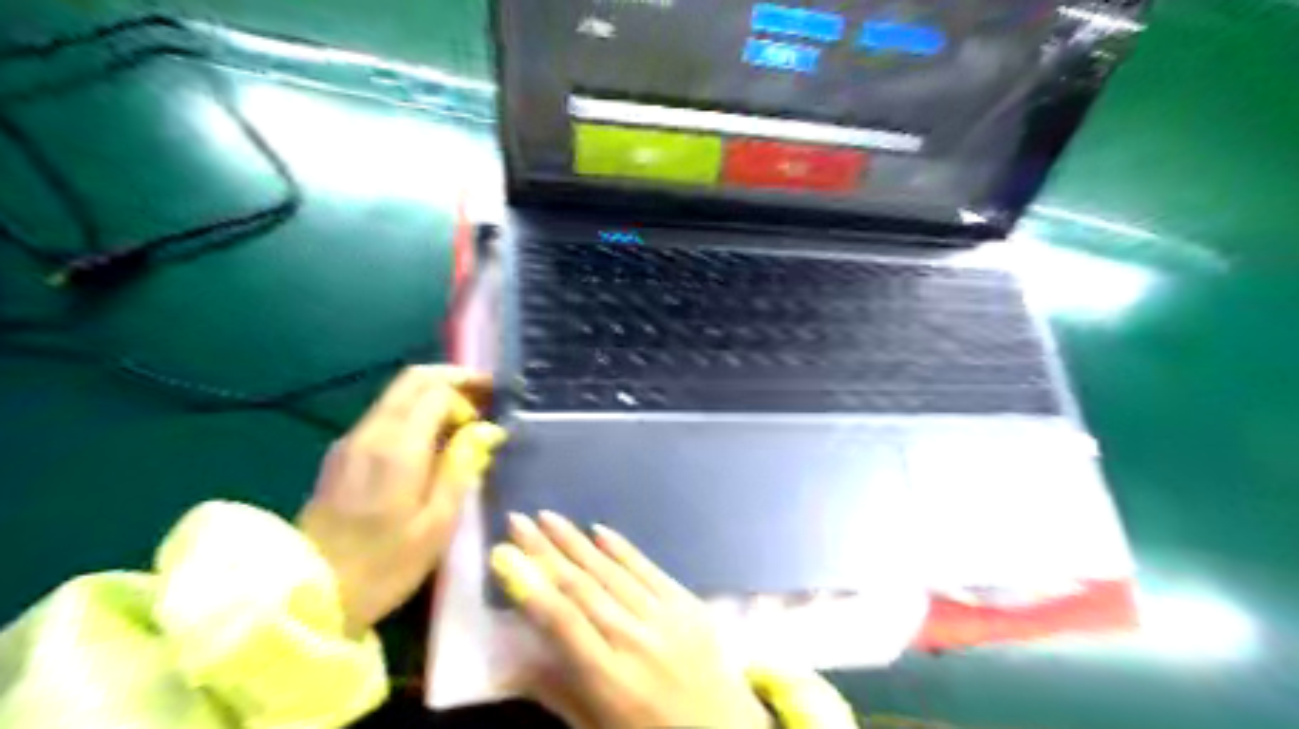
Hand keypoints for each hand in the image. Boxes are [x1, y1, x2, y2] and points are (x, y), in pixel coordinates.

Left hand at [300, 366, 505, 633]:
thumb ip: (462, 467)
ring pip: (397, 395)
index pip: (436, 390)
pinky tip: (433, 440)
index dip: (467, 393)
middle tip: (484, 396)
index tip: (489, 414)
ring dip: (434, 395)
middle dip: (452, 379)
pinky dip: (415, 413)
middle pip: (413, 380)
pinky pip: (385, 415)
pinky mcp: (342, 455)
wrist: (308, 597)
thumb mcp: (437, 523)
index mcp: (397, 447)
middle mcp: (371, 432)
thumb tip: (487, 430)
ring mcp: (351, 441)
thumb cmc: (384, 566)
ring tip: (465, 420)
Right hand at [487, 511, 769, 728]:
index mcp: (609, 678)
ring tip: (548, 518)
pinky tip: (599, 530)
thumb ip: (555, 692)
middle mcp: (635, 640)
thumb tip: (506, 664)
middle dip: (546, 550)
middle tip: (519, 521)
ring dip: (576, 542)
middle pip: (582, 586)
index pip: (561, 621)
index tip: (505, 555)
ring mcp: (666, 617)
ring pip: (612, 571)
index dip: (530, 585)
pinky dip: (622, 549)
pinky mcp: (689, 604)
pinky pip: (649, 569)